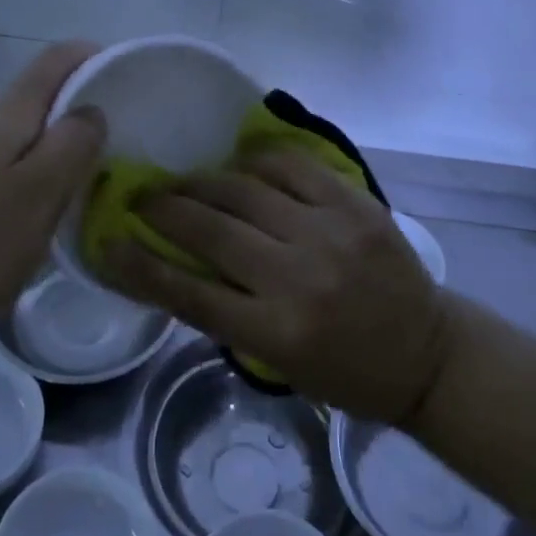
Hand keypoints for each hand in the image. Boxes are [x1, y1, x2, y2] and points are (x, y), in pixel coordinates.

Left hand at [0, 41, 104, 352]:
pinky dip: (43, 165)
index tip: (127, 76)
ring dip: (64, 137)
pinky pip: (15, 158)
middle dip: (83, 100)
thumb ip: (74, 141)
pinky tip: (55, 198)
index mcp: (6, 114)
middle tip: (123, 131)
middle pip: (41, 91)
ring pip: (29, 128)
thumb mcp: (43, 190)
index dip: (91, 56)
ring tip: (98, 165)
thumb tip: (91, 111)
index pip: (53, 60)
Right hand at [99, 148, 451, 424]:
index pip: (187, 292)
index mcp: (276, 333)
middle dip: (164, 209)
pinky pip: (291, 166)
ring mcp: (329, 234)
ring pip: (244, 190)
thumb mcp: (277, 364)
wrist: (427, 353)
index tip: (108, 242)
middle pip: (210, 231)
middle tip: (143, 198)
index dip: (138, 265)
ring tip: (184, 181)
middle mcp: (298, 279)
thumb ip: (225, 314)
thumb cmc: (345, 372)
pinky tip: (240, 167)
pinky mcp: (355, 204)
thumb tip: (168, 265)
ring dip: (203, 182)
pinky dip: (256, 162)